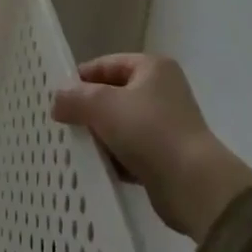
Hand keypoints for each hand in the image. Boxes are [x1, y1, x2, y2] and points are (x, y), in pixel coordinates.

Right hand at [52, 54, 251, 241]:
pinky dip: (115, 158)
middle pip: (113, 95)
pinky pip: (131, 151)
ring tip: (76, 148)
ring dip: (101, 137)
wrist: (194, 186)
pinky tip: (97, 168)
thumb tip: (57, 101)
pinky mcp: (166, 157)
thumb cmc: (149, 131)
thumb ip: (75, 98)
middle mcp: (162, 91)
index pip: (107, 64)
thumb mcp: (104, 106)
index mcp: (152, 68)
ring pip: (121, 125)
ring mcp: (166, 125)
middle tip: (63, 124)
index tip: (58, 98)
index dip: (82, 78)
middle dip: (89, 110)